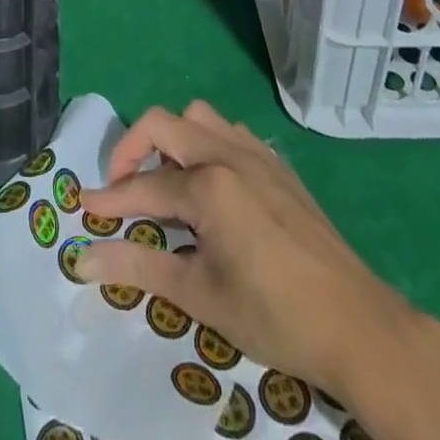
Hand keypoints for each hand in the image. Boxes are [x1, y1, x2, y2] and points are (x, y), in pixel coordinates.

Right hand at [77, 102, 439, 439]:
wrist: (357, 323)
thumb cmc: (273, 314)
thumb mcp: (201, 296)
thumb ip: (139, 268)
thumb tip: (84, 258)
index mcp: (209, 184)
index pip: (145, 186)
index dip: (110, 199)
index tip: (83, 209)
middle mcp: (228, 153)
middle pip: (164, 124)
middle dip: (132, 149)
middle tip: (121, 190)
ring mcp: (256, 153)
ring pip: (199, 117)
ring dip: (172, 139)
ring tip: (166, 183)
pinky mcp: (277, 165)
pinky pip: (229, 131)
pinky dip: (206, 143)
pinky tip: (211, 184)